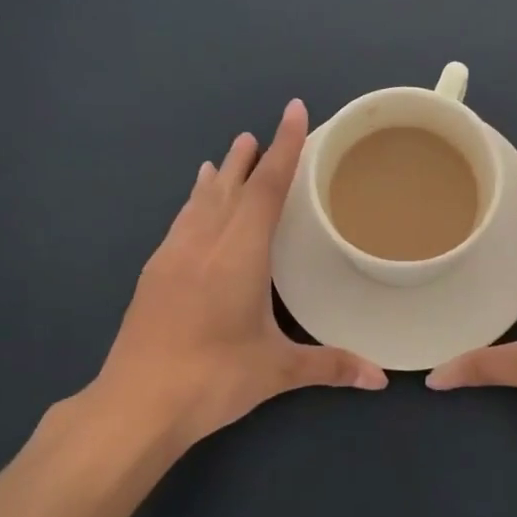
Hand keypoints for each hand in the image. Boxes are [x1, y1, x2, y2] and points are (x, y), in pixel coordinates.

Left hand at [94, 99, 386, 453]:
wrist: (135, 404)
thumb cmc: (213, 379)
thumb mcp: (277, 370)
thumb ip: (331, 366)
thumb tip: (381, 378)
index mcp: (239, 255)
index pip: (266, 189)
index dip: (284, 147)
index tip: (293, 111)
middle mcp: (204, 244)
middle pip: (231, 188)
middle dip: (249, 158)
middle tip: (260, 133)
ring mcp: (172, 257)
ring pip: (199, 203)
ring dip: (218, 178)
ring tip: (228, 155)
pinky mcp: (153, 276)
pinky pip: (180, 224)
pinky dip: (193, 204)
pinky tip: (192, 209)